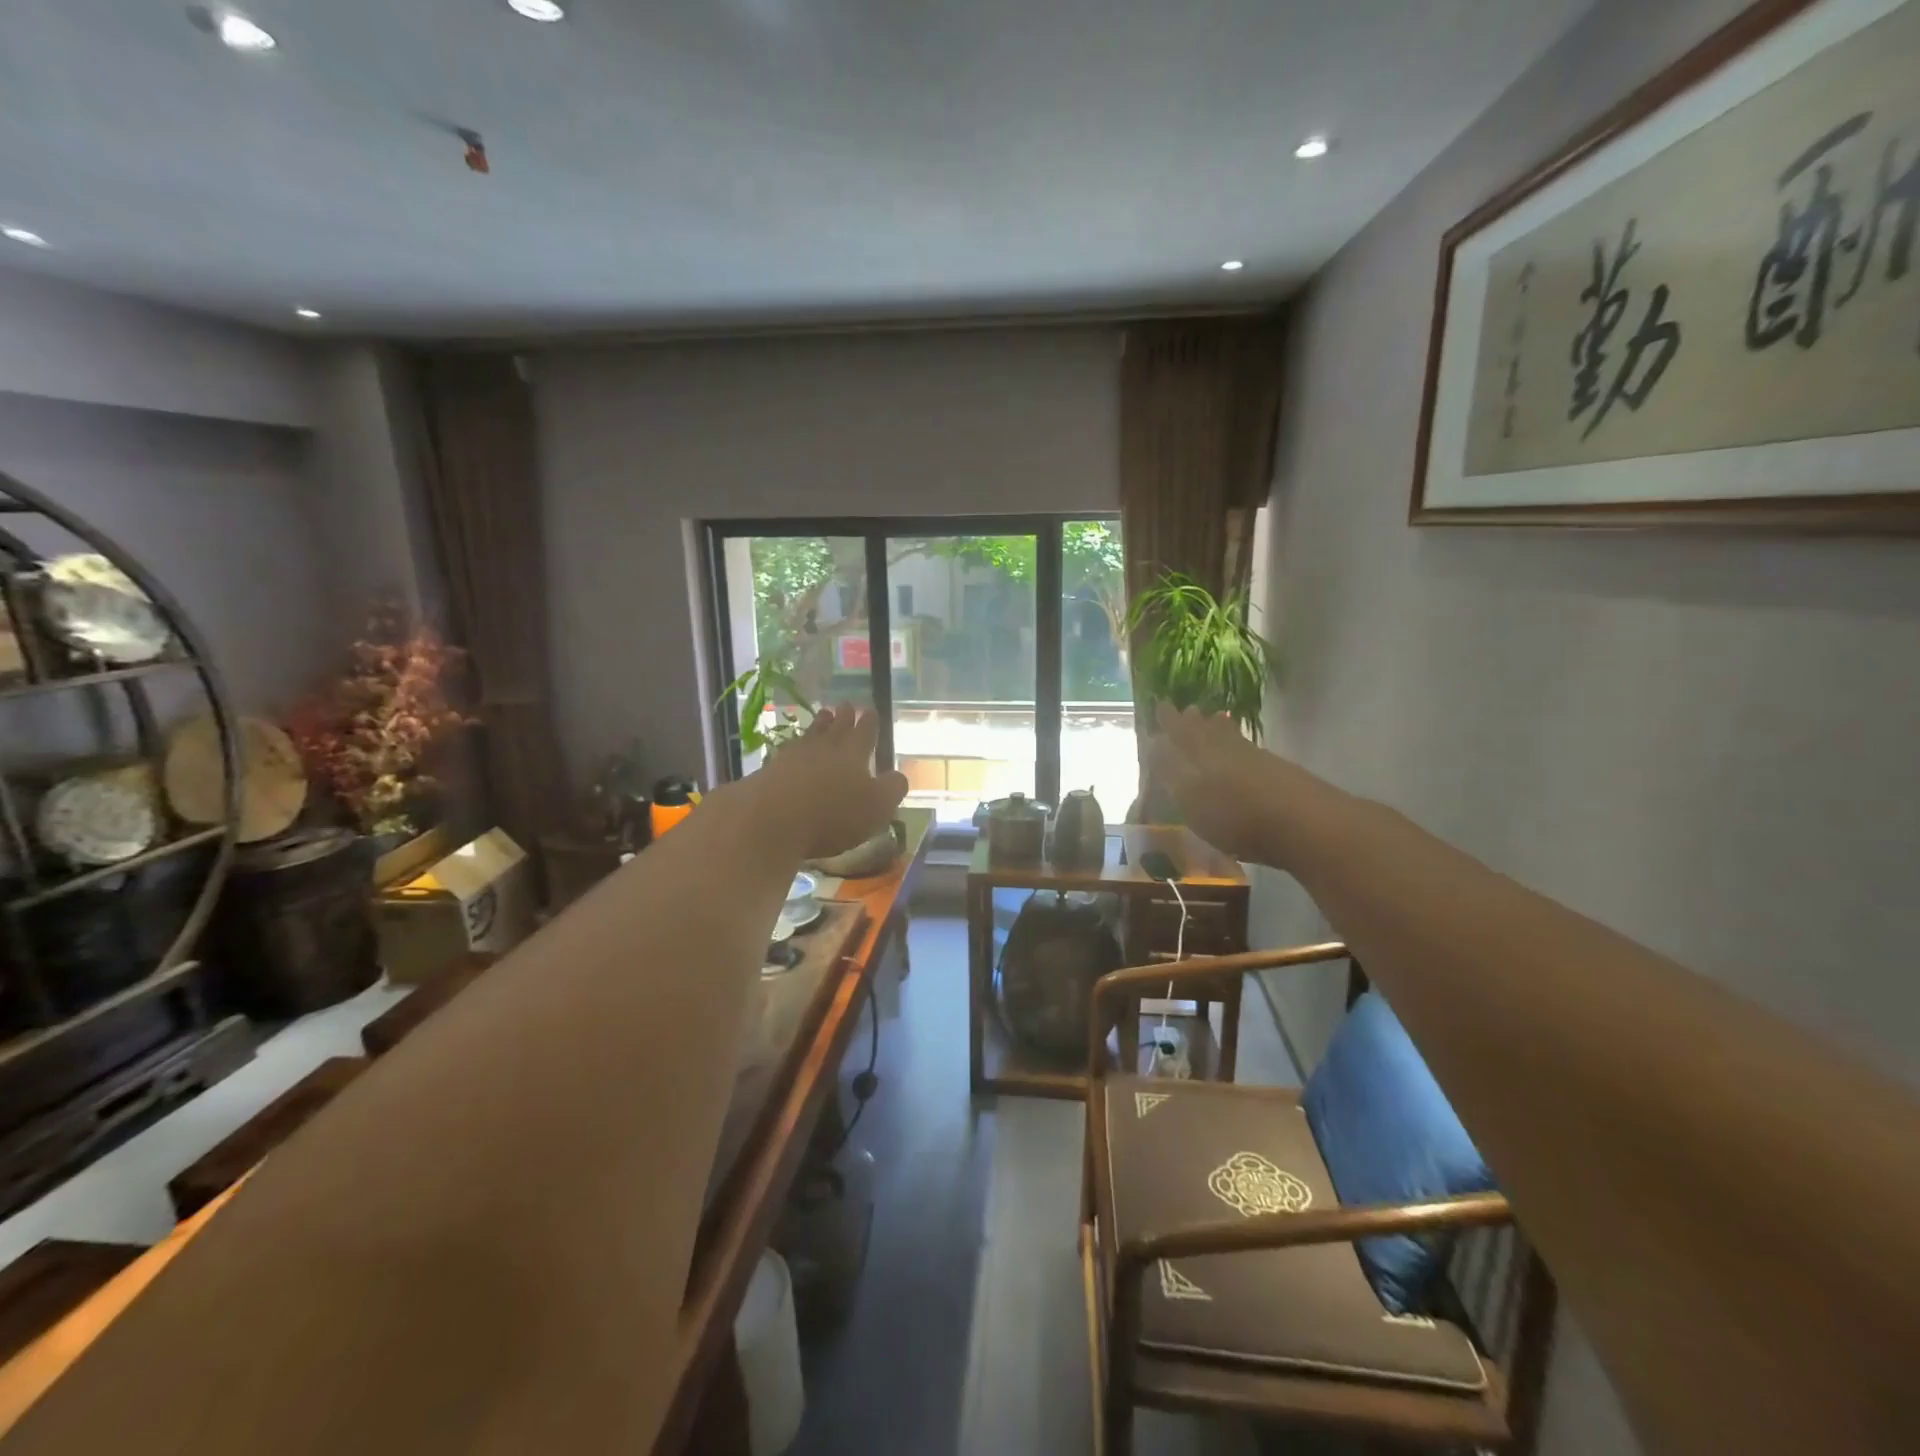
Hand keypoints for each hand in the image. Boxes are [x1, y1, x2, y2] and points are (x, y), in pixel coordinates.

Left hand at [752, 705, 909, 862]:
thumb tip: (899, 776)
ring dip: (820, 725)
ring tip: (824, 716)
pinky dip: (796, 746)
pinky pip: (789, 751)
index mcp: (854, 753)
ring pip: (812, 734)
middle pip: (836, 727)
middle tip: (846, 705)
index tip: (870, 710)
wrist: (769, 819)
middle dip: (844, 716)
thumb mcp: (877, 807)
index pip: (865, 732)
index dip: (870, 722)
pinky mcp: (770, 770)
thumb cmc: (833, 814)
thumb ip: (892, 789)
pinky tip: (794, 748)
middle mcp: (825, 747)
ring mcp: (794, 756)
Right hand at [1148, 701, 1315, 865]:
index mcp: (1202, 753)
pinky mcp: (1279, 773)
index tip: (1162, 705)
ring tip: (1214, 721)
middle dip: (1195, 722)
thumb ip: (1171, 772)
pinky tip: (1242, 754)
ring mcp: (1257, 759)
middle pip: (1209, 730)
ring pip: (1231, 737)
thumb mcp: (1191, 799)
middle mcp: (1228, 749)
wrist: (1305, 824)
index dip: (1170, 721)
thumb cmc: (1236, 816)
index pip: (1180, 731)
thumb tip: (1155, 746)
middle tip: (1189, 710)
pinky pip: (1248, 750)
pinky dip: (1239, 746)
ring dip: (1219, 729)